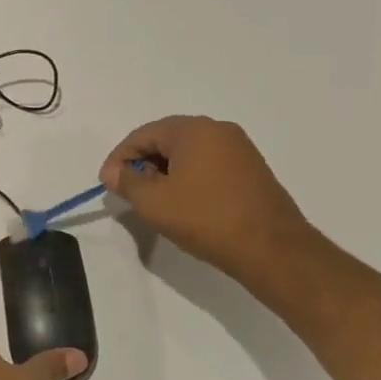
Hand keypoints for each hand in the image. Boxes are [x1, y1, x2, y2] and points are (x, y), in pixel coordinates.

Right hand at [100, 115, 312, 279]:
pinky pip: (208, 165)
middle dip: (142, 163)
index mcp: (193, 130)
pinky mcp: (252, 170)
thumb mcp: (153, 202)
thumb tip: (114, 172)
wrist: (272, 249)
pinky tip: (183, 203)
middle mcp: (218, 130)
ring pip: (188, 153)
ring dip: (165, 172)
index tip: (108, 184)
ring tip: (154, 200)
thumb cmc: (205, 218)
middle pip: (166, 140)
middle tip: (129, 191)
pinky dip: (188, 178)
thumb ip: (127, 181)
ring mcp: (240, 149)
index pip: (142, 134)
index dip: (119, 158)